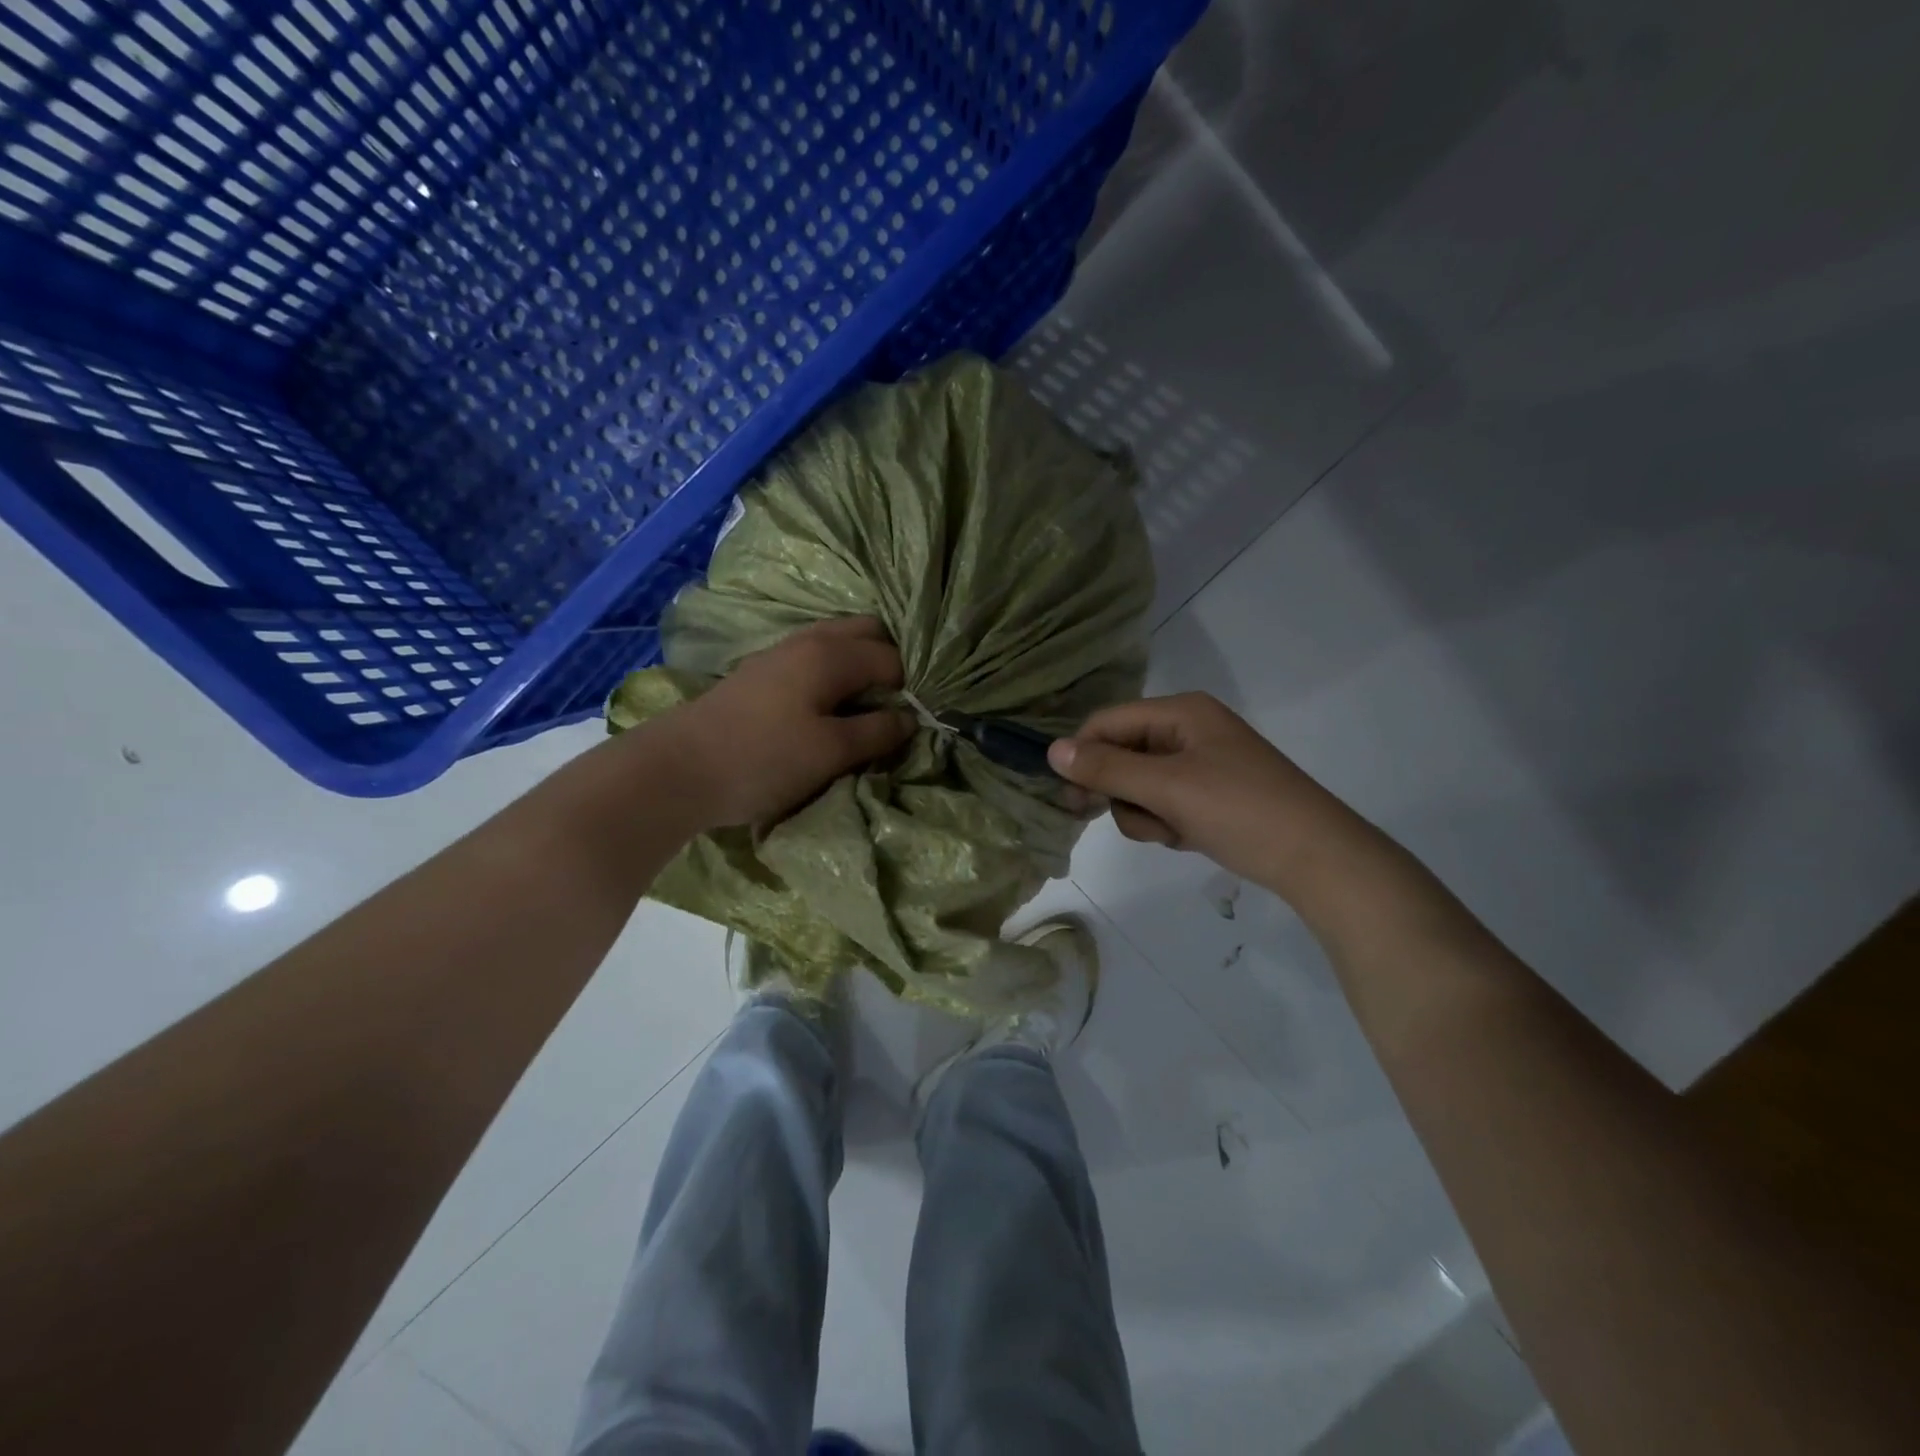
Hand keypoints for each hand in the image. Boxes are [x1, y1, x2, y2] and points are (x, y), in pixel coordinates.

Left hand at [665, 617, 914, 827]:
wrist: (677, 769)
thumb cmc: (763, 759)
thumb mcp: (831, 752)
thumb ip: (877, 731)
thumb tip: (911, 718)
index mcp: (831, 653)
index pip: (893, 658)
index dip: (912, 688)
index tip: (915, 722)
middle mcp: (809, 640)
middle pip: (867, 633)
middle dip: (890, 663)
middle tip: (895, 707)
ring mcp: (781, 653)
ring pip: (838, 644)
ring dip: (861, 668)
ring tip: (869, 710)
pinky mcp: (762, 673)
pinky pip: (815, 660)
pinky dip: (836, 675)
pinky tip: (832, 708)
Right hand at [1046, 692, 1355, 887]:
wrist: (1316, 858)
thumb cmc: (1239, 810)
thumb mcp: (1167, 787)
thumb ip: (1107, 768)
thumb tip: (1051, 751)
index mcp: (1181, 712)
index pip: (1108, 722)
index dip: (1083, 755)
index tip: (1070, 797)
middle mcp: (1187, 730)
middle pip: (1121, 753)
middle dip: (1121, 790)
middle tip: (1121, 818)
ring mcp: (1199, 764)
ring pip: (1138, 785)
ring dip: (1144, 813)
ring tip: (1172, 831)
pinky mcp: (1207, 796)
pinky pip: (1162, 803)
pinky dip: (1165, 823)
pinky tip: (1188, 837)